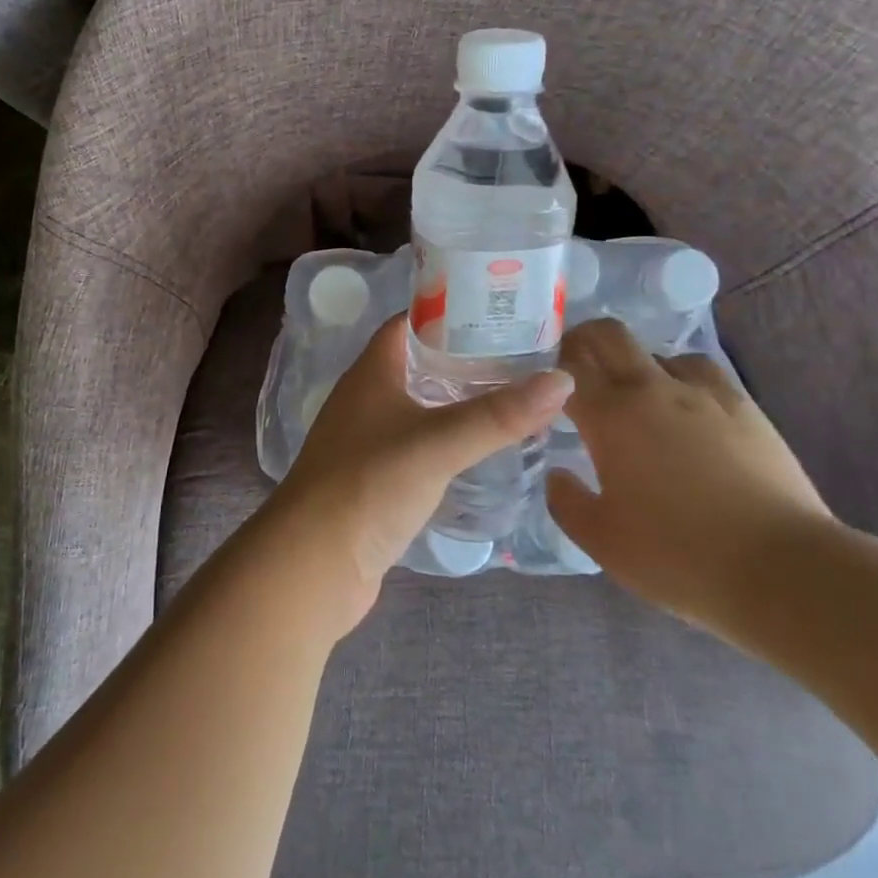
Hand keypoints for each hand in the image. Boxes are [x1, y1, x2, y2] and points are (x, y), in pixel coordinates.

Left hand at [265, 316, 572, 635]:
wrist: (312, 566)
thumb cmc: (368, 486)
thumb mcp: (438, 443)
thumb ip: (498, 415)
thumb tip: (564, 380)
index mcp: (371, 373)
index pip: (409, 323)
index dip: (449, 310)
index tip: (499, 310)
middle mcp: (366, 399)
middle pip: (419, 363)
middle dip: (465, 357)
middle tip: (522, 356)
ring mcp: (369, 441)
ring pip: (421, 406)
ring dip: (459, 401)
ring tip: (515, 397)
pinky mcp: (377, 479)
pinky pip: (420, 445)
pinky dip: (450, 440)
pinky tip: (484, 449)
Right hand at [547, 319, 834, 636]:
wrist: (783, 570)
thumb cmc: (679, 556)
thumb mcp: (603, 542)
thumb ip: (567, 502)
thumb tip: (557, 474)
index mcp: (610, 417)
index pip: (564, 370)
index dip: (545, 369)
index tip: (537, 382)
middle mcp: (651, 389)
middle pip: (608, 334)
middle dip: (583, 340)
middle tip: (574, 366)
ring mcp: (702, 393)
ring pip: (657, 351)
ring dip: (636, 364)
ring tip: (635, 396)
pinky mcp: (743, 406)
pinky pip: (701, 372)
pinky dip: (681, 378)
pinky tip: (686, 408)